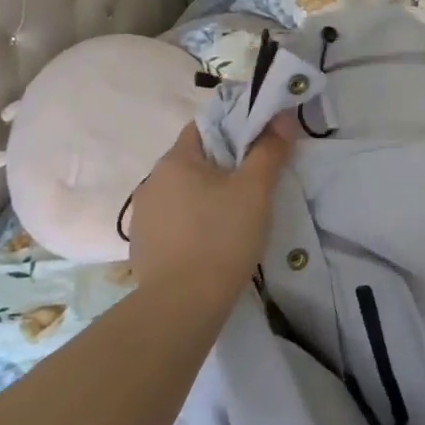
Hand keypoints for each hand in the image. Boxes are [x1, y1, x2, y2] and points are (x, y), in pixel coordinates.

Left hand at [127, 118, 292, 303]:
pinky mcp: (142, 247)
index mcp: (175, 160)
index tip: (258, 146)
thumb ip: (269, 150)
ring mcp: (143, 217)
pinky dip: (192, 225)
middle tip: (254, 184)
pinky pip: (173, 223)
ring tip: (235, 218)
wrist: (182, 305)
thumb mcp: (255, 189)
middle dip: (222, 167)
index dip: (233, 129)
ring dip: (205, 198)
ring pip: (182, 194)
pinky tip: (212, 244)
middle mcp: (151, 182)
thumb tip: (282, 118)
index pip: (204, 127)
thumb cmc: (221, 237)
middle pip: (193, 161)